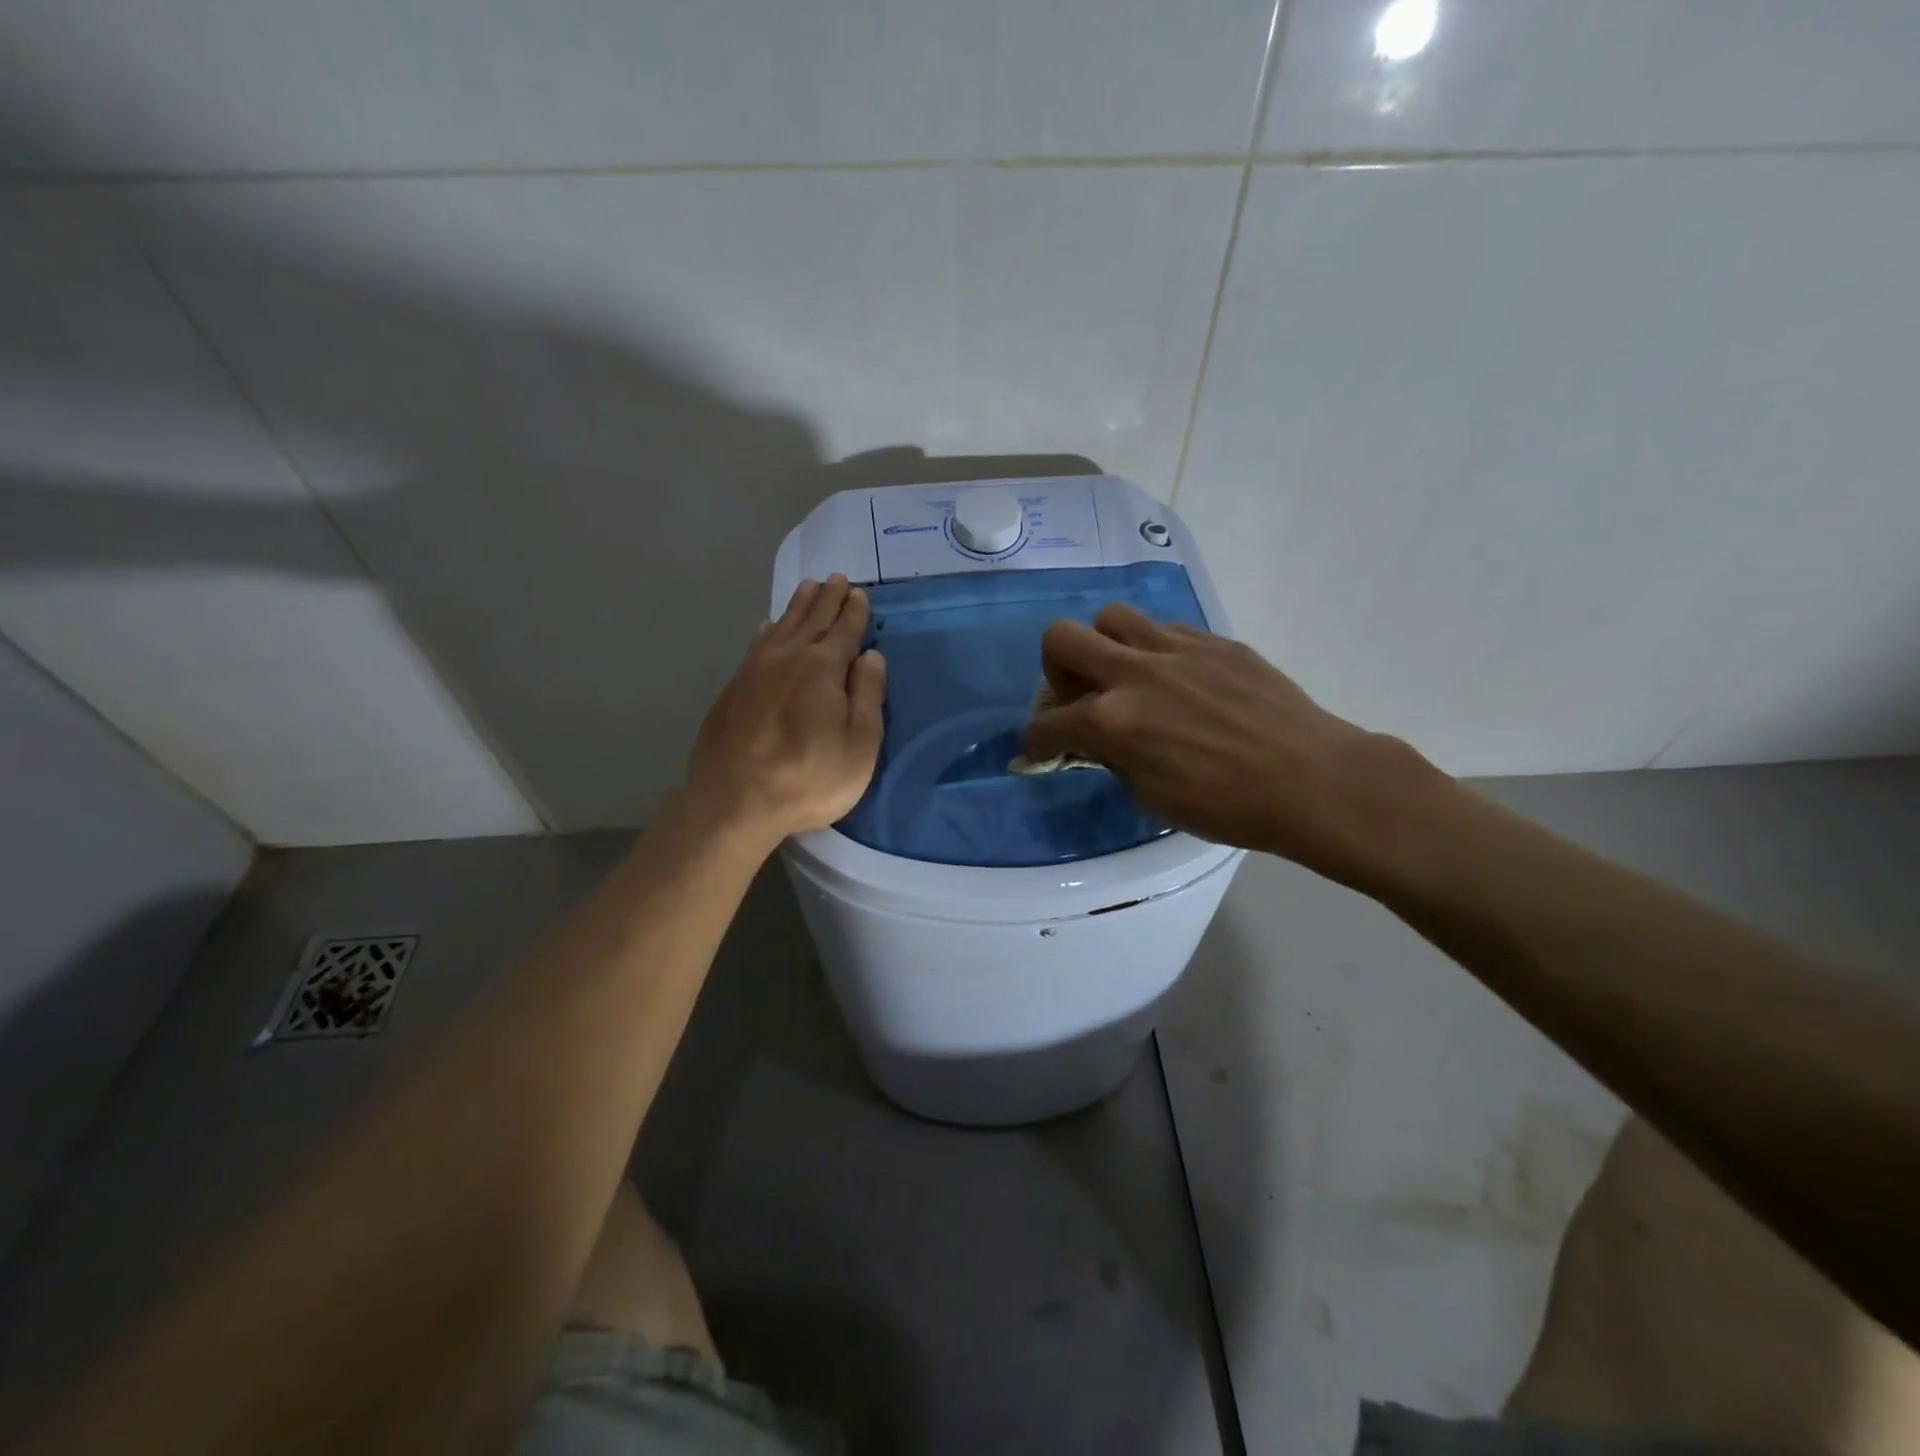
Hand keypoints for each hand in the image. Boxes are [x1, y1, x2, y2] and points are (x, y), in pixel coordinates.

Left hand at [685, 575, 885, 848]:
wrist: (733, 801)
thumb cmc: (808, 777)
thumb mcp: (859, 744)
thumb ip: (868, 696)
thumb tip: (870, 656)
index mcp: (822, 668)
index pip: (843, 630)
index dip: (853, 611)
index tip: (858, 592)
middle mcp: (787, 658)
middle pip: (811, 620)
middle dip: (826, 598)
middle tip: (834, 579)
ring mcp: (753, 672)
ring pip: (781, 627)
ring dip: (797, 607)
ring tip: (807, 589)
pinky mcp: (732, 690)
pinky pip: (756, 645)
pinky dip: (767, 631)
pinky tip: (767, 628)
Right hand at [1022, 604, 1444, 889]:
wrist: (1312, 779)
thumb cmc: (1228, 806)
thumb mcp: (1153, 797)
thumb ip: (1114, 759)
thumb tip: (1099, 743)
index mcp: (1112, 722)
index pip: (1046, 724)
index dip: (1034, 741)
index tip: (1040, 748)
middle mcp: (1133, 673)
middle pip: (1061, 638)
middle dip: (1054, 669)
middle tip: (1078, 696)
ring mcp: (1174, 648)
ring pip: (1111, 617)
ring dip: (1103, 646)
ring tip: (1126, 676)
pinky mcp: (1212, 640)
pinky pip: (1162, 629)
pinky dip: (1153, 650)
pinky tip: (1177, 679)